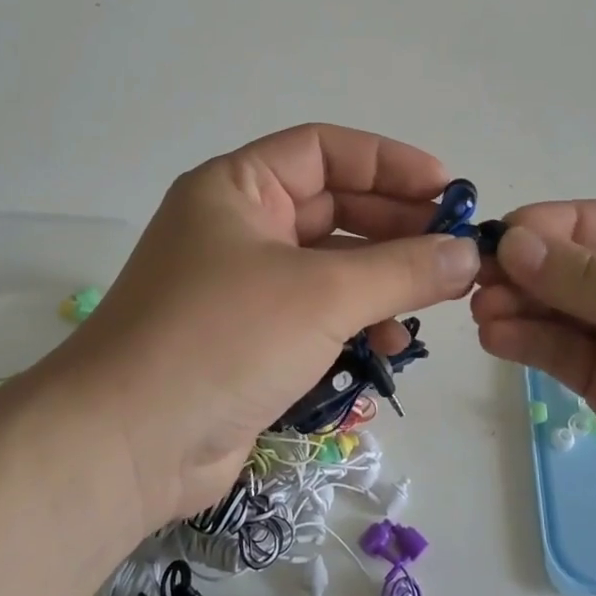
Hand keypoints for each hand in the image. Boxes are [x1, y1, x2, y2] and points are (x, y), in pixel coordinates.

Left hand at [41, 125, 480, 532]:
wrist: (127, 445)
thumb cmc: (221, 339)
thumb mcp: (321, 294)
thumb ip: (401, 270)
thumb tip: (468, 254)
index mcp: (238, 187)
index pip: (324, 150)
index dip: (388, 163)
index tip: (447, 189)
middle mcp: (239, 226)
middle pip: (333, 207)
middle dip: (396, 225)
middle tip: (455, 249)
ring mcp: (243, 284)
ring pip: (330, 264)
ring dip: (383, 278)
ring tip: (434, 299)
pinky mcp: (251, 338)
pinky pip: (318, 312)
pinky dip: (357, 321)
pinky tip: (392, 345)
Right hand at [472, 202, 595, 570]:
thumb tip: (513, 244)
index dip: (550, 226)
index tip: (501, 238)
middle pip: (570, 266)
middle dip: (524, 269)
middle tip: (477, 281)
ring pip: (556, 310)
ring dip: (516, 305)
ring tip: (482, 313)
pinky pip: (557, 354)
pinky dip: (524, 342)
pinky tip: (496, 338)